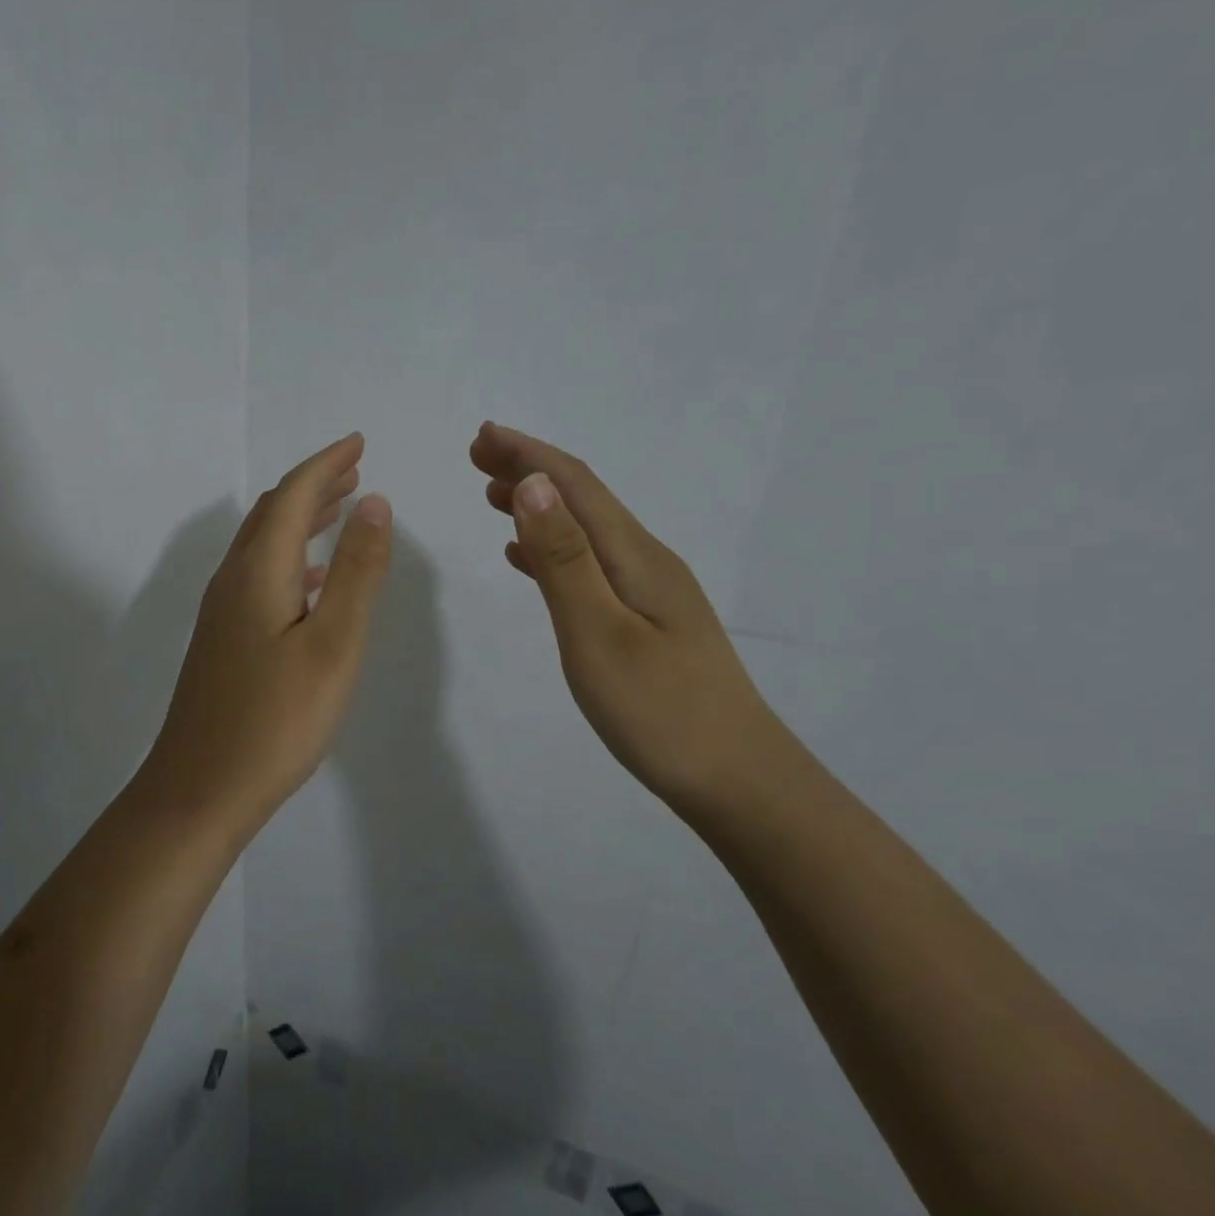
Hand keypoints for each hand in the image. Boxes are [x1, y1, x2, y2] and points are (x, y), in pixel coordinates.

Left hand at [141, 433, 392, 841]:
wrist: (201, 788)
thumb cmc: (276, 720)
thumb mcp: (333, 644)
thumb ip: (357, 572)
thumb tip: (374, 503)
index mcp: (258, 572)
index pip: (293, 496)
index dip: (327, 464)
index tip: (359, 443)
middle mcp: (232, 582)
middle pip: (272, 515)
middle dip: (314, 487)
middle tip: (355, 473)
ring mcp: (221, 614)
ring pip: (263, 547)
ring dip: (301, 522)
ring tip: (340, 514)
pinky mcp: (222, 643)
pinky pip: (258, 578)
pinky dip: (290, 561)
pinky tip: (311, 582)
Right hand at [471, 421, 780, 812]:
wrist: (737, 780)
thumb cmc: (660, 711)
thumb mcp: (599, 633)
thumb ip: (564, 560)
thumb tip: (532, 485)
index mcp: (636, 557)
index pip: (577, 486)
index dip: (528, 455)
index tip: (482, 435)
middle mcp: (647, 562)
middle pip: (584, 500)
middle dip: (530, 470)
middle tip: (477, 457)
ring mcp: (651, 593)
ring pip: (586, 531)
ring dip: (539, 507)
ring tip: (493, 496)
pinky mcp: (647, 622)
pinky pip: (590, 565)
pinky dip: (553, 550)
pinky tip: (528, 561)